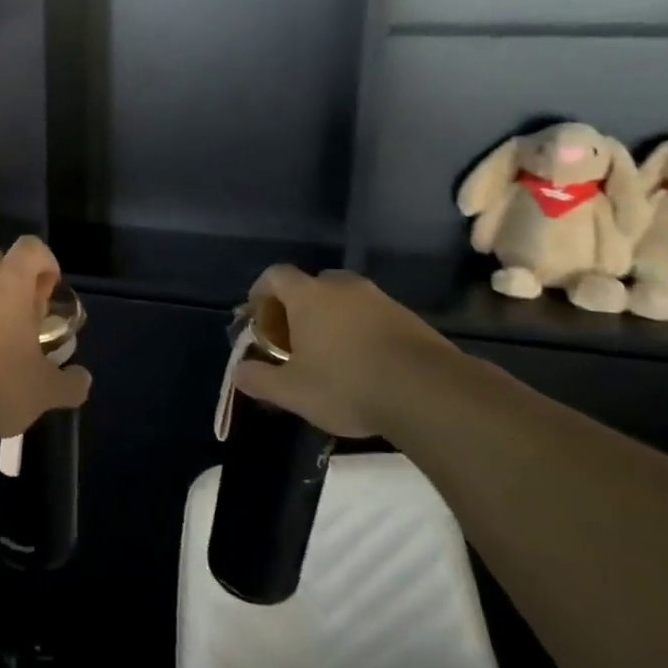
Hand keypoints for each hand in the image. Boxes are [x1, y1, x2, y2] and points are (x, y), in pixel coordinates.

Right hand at [233, 267, 456, 440]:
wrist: (428, 392)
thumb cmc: (347, 385)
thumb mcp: (292, 391)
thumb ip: (259, 378)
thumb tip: (239, 371)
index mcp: (308, 295)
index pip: (275, 275)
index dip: (260, 293)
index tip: (258, 319)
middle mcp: (343, 287)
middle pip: (311, 284)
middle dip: (297, 308)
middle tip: (293, 340)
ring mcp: (380, 299)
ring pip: (345, 300)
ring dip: (331, 320)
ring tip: (329, 356)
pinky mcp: (409, 318)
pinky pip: (373, 316)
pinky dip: (361, 332)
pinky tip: (364, 365)